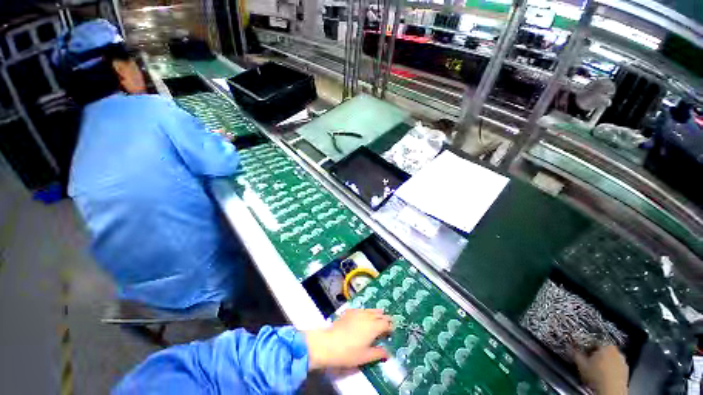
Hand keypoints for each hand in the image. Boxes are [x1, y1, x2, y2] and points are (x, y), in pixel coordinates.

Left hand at [304, 309, 391, 370]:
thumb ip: (378, 353)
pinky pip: (361, 309)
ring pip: (370, 310)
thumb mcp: (365, 356)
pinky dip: (366, 311)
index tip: (393, 329)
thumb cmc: (349, 352)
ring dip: (376, 312)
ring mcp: (358, 312)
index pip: (386, 324)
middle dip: (385, 317)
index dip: (390, 326)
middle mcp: (367, 317)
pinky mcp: (349, 311)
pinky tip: (364, 314)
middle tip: (389, 320)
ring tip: (380, 313)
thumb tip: (388, 353)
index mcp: (374, 327)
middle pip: (379, 315)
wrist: (330, 343)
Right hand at [574, 345, 627, 394]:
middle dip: (597, 353)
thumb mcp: (581, 364)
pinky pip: (616, 366)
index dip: (589, 344)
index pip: (596, 340)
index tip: (583, 349)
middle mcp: (617, 351)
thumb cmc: (596, 375)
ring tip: (597, 367)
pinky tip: (605, 374)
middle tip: (590, 359)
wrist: (611, 390)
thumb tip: (569, 346)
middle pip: (605, 349)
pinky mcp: (626, 370)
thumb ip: (575, 353)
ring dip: (605, 360)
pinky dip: (611, 368)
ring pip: (612, 358)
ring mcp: (623, 361)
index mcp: (606, 346)